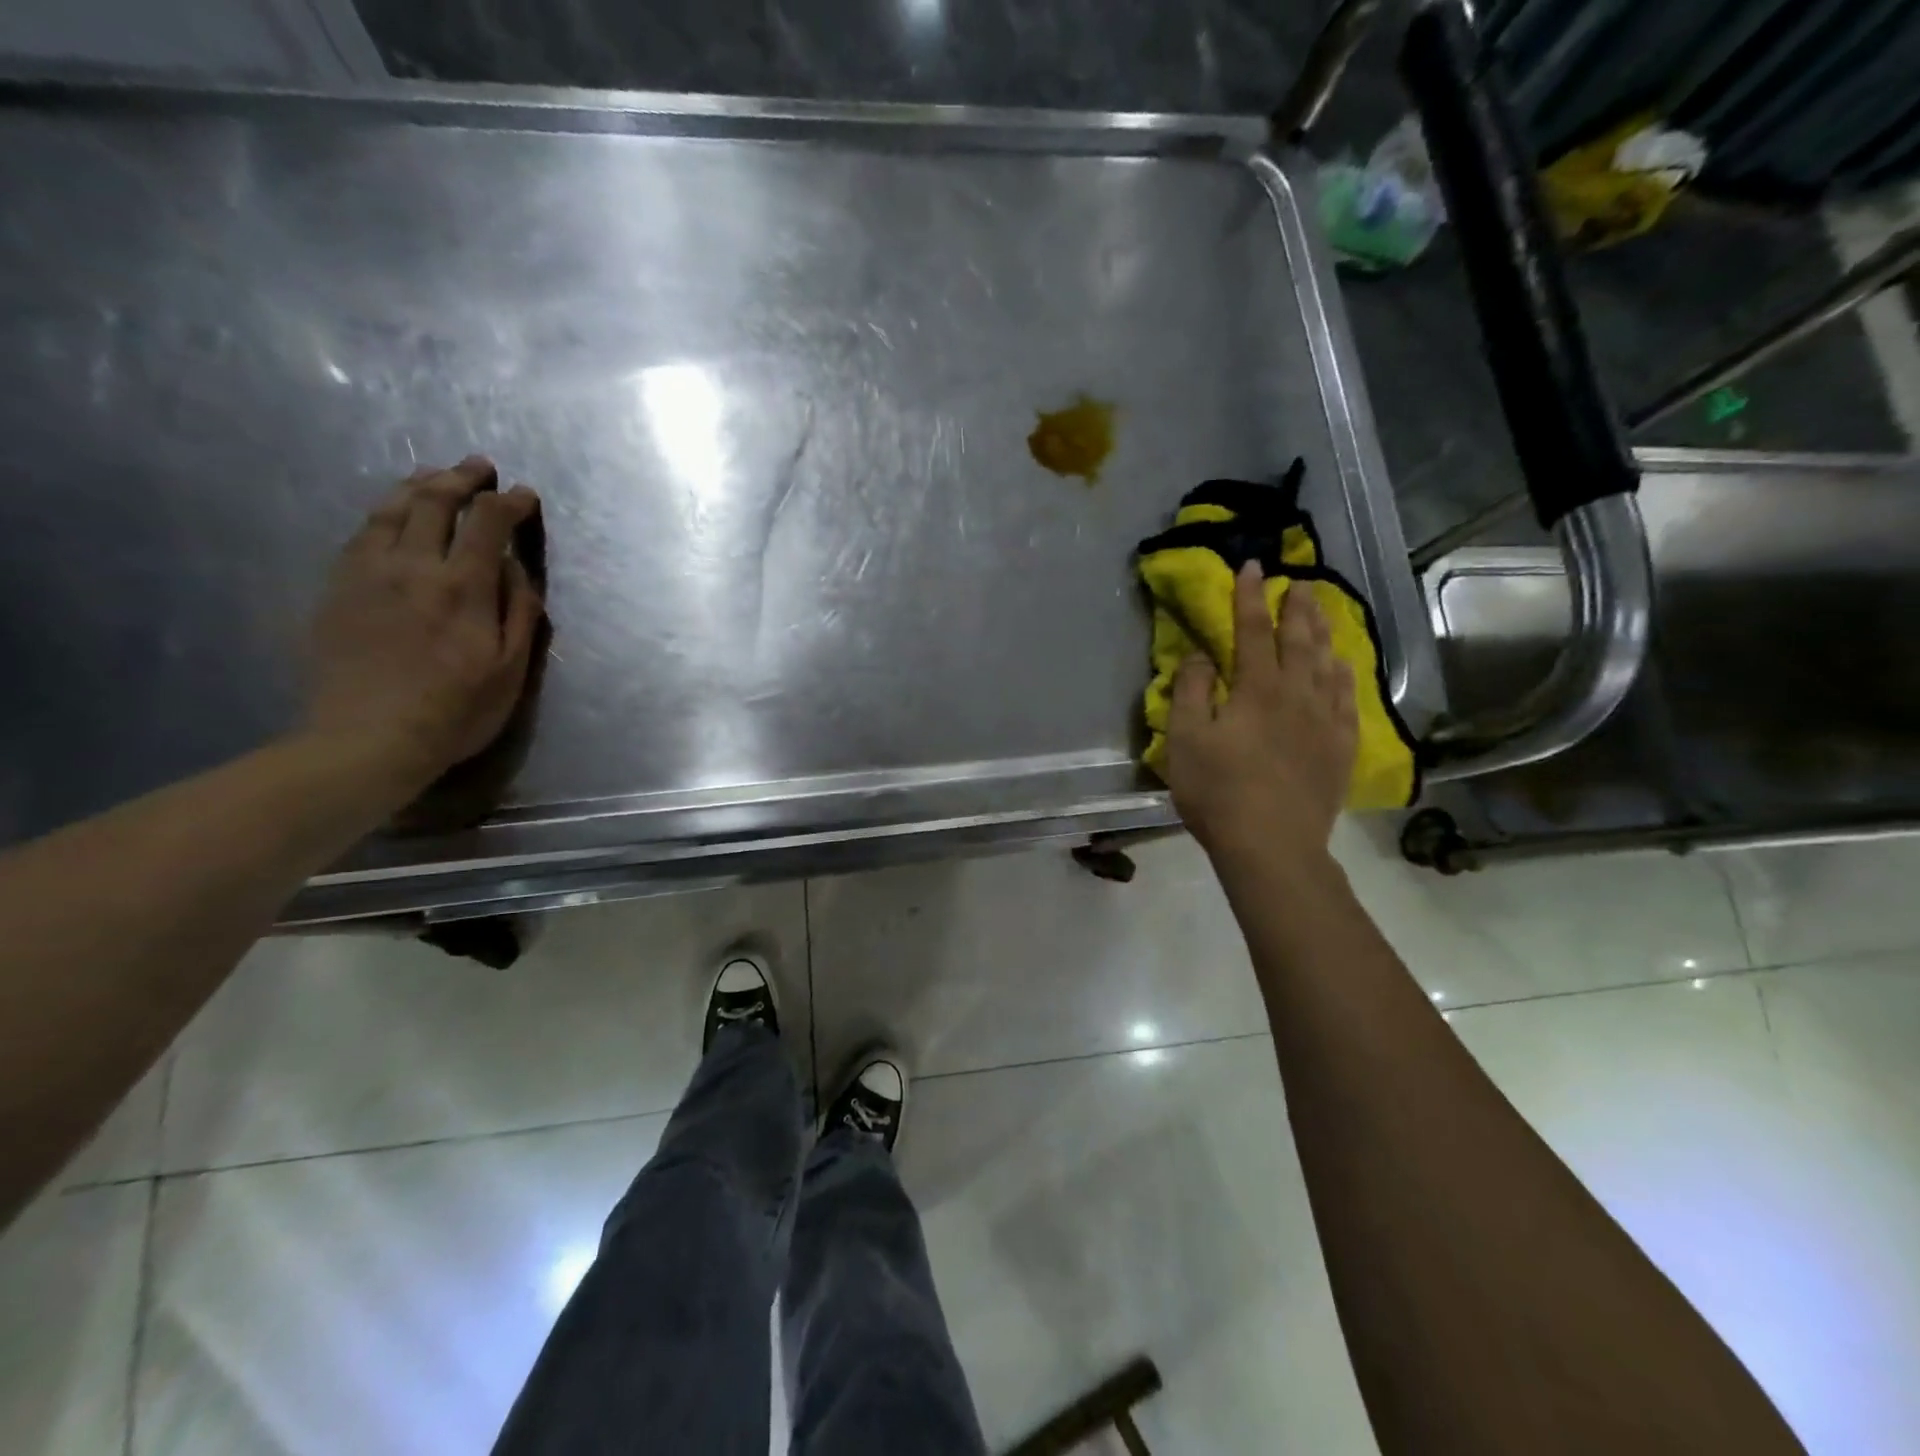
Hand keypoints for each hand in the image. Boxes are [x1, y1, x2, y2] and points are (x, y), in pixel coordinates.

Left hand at [305, 457, 544, 800]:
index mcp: (463, 587)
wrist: (367, 738)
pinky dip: (384, 512)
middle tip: (479, 467)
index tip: (525, 495)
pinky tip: (393, 514)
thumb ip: (519, 611)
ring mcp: (367, 573)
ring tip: (435, 476)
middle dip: (461, 478)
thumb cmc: (456, 710)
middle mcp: (413, 566)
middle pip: (434, 502)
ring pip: (391, 510)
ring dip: (418, 485)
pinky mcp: (337, 587)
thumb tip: (517, 567)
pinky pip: (361, 533)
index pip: (489, 523)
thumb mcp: (511, 669)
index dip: (509, 502)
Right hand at [1167, 561, 1357, 864]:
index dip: (1249, 597)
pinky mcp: (1340, 747)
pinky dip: (1344, 676)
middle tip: (1299, 581)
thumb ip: (1190, 691)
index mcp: (1257, 688)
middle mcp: (1297, 694)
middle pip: (1299, 639)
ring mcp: (1325, 720)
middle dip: (1296, 607)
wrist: (1272, 844)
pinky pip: (1348, 699)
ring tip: (1321, 611)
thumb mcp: (1185, 739)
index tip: (1251, 566)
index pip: (1252, 630)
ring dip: (1322, 633)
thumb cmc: (1218, 791)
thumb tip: (1201, 655)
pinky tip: (1342, 667)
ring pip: (1327, 663)